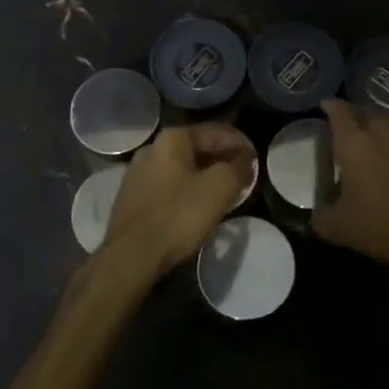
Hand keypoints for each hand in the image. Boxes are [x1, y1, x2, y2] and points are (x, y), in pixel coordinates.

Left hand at [102, 124, 252, 275]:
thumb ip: (237, 168)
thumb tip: (245, 160)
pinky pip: (169, 186)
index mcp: (173, 138)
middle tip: (243, 177)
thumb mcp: (219, 188)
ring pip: (183, 168)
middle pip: (198, 148)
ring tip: (225, 192)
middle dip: (223, 160)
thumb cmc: (178, 216)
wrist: (131, 256)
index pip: (217, 132)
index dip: (241, 144)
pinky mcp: (132, 198)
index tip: (257, 161)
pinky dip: (188, 191)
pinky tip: (198, 207)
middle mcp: (152, 148)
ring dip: (205, 176)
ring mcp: (137, 173)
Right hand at [311, 99, 388, 275]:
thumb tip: (316, 213)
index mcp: (352, 144)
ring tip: (380, 130)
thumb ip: (320, 215)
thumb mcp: (335, 227)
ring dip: (383, 120)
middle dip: (357, 114)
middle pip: (366, 111)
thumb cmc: (375, 226)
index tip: (326, 105)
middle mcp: (379, 132)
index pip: (338, 112)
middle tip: (352, 125)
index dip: (331, 106)